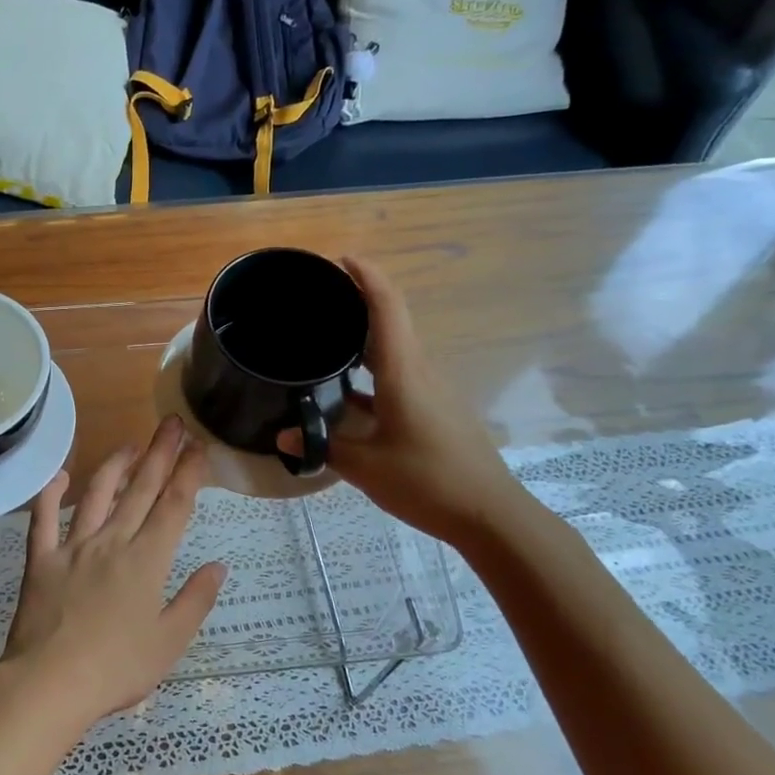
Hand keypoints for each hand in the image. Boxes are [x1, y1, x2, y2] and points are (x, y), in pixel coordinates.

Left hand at [0, 416, 226, 730]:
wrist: (49, 683)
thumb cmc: (117, 669)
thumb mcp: (170, 641)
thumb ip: (196, 600)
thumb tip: (218, 565)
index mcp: (146, 561)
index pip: (174, 506)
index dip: (189, 474)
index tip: (199, 447)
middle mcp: (112, 542)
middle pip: (140, 490)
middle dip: (160, 454)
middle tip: (172, 424)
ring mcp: (72, 548)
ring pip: (96, 495)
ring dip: (115, 465)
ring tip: (130, 444)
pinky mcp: (40, 560)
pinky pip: (42, 520)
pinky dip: (50, 495)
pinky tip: (60, 476)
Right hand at [298, 256, 525, 543]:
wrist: (489, 514)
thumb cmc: (427, 482)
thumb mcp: (365, 467)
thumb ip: (323, 447)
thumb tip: (285, 438)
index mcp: (404, 373)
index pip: (387, 308)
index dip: (366, 277)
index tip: (341, 259)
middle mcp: (420, 372)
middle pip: (392, 322)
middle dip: (359, 302)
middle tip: (319, 301)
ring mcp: (431, 391)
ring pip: (396, 350)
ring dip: (365, 338)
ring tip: (327, 340)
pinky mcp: (435, 410)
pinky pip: (399, 376)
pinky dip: (373, 371)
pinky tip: (347, 392)